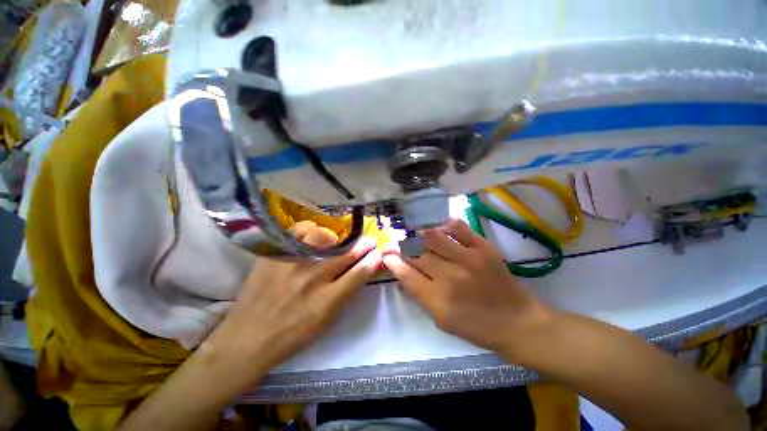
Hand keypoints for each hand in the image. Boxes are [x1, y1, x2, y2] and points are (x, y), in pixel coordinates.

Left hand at [202, 221, 382, 392]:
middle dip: (362, 245)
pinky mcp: (274, 256)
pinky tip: (315, 234)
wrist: (247, 339)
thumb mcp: (325, 322)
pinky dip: (312, 232)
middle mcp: (312, 279)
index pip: (359, 273)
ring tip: (342, 239)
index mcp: (326, 301)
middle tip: (369, 241)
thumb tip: (362, 270)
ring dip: (340, 238)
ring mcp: (291, 264)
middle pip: (346, 255)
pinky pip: (299, 234)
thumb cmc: (292, 335)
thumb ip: (345, 293)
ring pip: (325, 240)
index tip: (378, 253)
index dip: (372, 260)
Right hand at [383, 219, 549, 355]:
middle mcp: (449, 278)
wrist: (517, 321)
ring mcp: (468, 259)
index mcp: (437, 301)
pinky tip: (441, 229)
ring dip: (421, 235)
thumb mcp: (440, 320)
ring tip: (419, 235)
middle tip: (399, 243)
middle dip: (403, 246)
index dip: (392, 260)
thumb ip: (419, 293)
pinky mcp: (483, 248)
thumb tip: (402, 270)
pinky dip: (445, 225)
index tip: (387, 253)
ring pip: (432, 236)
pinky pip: (457, 227)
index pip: (405, 274)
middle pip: (416, 253)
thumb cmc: (476, 326)